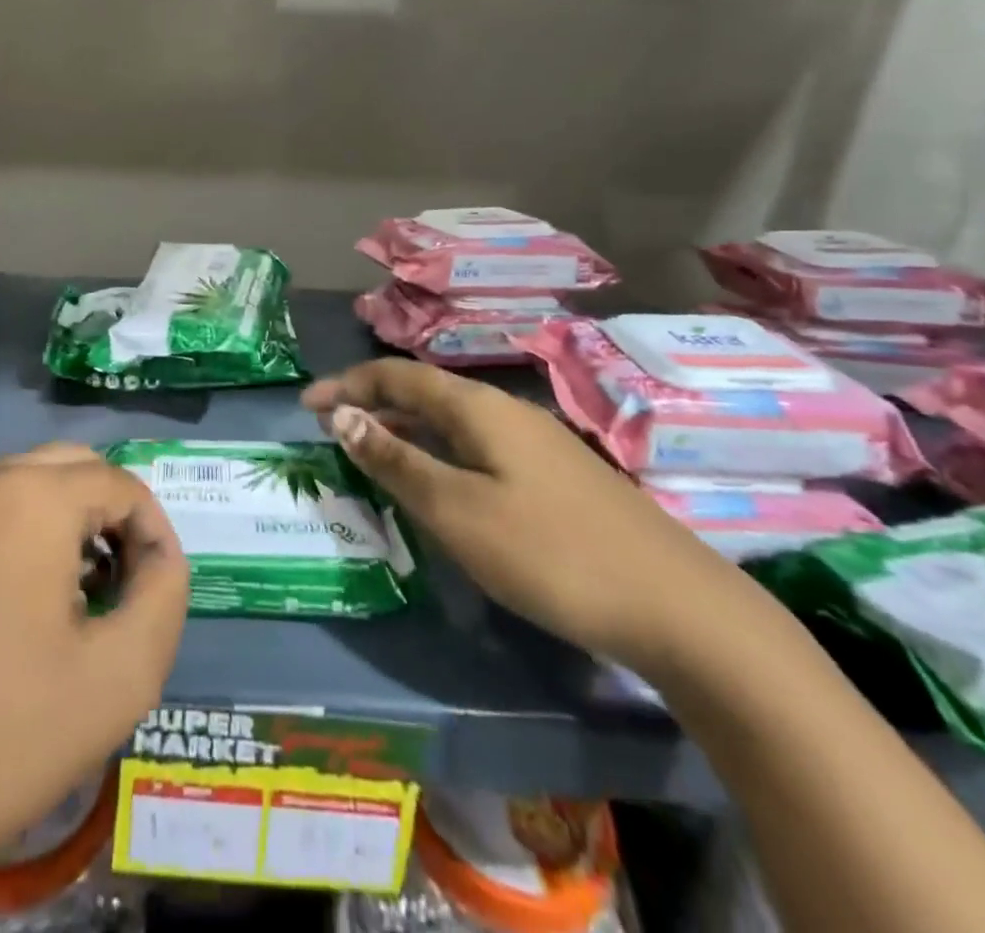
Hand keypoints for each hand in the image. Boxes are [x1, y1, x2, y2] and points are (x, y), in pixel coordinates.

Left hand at [0, 446, 186, 890]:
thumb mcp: (118, 677)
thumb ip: (164, 597)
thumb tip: (158, 558)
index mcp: (31, 495)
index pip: (122, 484)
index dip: (156, 532)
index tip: (160, 592)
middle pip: (70, 469)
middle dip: (110, 516)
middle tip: (124, 587)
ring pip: (22, 489)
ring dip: (64, 526)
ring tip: (77, 602)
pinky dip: (17, 542)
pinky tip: (14, 614)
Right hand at [303, 360, 762, 674]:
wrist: (678, 607)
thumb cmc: (550, 553)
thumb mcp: (457, 509)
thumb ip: (397, 460)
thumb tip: (343, 416)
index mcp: (478, 407)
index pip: (398, 375)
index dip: (348, 384)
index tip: (306, 404)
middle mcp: (506, 411)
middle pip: (425, 393)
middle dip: (372, 403)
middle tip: (331, 429)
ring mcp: (536, 443)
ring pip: (452, 421)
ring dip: (405, 428)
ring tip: (369, 452)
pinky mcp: (554, 476)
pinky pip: (475, 447)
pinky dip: (438, 452)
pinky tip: (437, 484)